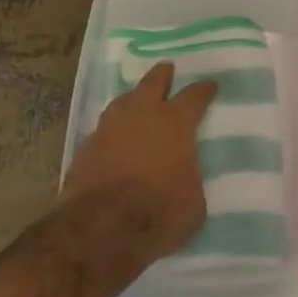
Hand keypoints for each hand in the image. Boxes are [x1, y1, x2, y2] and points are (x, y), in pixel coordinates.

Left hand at [62, 61, 216, 261]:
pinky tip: (115, 136)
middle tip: (167, 68)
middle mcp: (142, 114)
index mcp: (175, 123)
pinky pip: (105, 128)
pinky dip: (113, 129)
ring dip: (133, 98)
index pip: (194, 96)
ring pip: (123, 100)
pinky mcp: (86, 146)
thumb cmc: (160, 212)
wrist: (102, 228)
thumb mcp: (194, 201)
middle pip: (153, 82)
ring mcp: (110, 127)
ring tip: (138, 99)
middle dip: (162, 75)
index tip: (210, 84)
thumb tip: (185, 176)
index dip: (204, 89)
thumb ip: (190, 178)